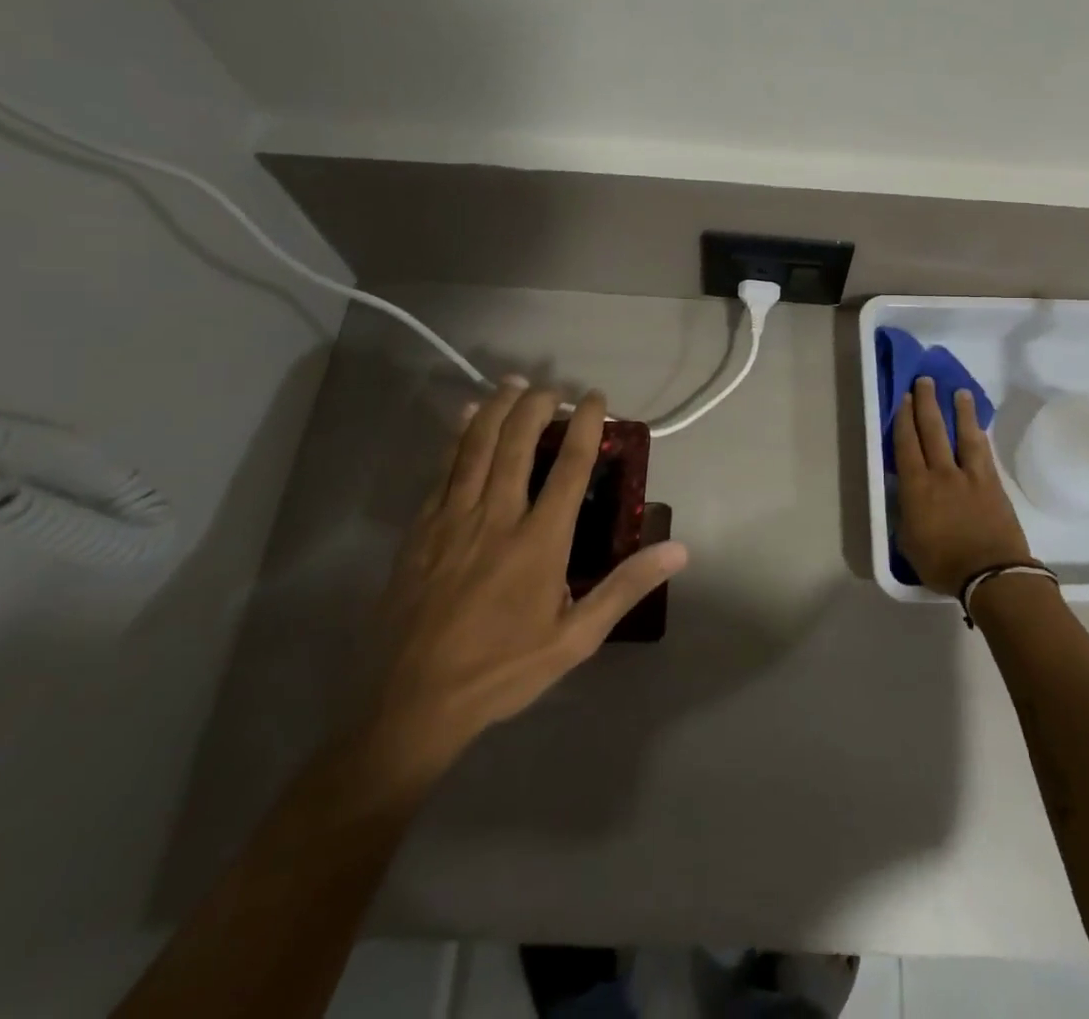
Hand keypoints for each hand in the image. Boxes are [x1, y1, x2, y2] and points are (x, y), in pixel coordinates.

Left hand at [361, 382, 687, 790]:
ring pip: (476, 448)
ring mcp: (452, 521)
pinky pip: (443, 470)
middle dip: (537, 406)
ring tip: (514, 383)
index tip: (595, 397)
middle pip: (517, 444)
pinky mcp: (420, 531)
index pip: (569, 466)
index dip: (585, 425)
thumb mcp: (575, 639)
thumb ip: (625, 587)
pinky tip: (466, 418)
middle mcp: (496, 517)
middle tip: (553, 386)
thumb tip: (678, 549)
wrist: (410, 705)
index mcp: (538, 541)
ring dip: (497, 409)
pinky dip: (458, 437)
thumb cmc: (501, 671)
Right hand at [891, 377, 1031, 595]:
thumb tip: (906, 498)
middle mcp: (942, 473)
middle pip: (932, 430)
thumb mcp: (909, 544)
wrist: (992, 575)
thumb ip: (906, 515)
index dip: (903, 419)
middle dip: (926, 403)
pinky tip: (977, 425)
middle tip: (924, 381)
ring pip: (963, 434)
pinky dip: (978, 434)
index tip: (903, 398)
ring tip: (958, 391)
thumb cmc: (944, 564)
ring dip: (959, 410)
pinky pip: (983, 450)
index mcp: (916, 487)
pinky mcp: (992, 483)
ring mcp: (970, 475)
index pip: (906, 445)